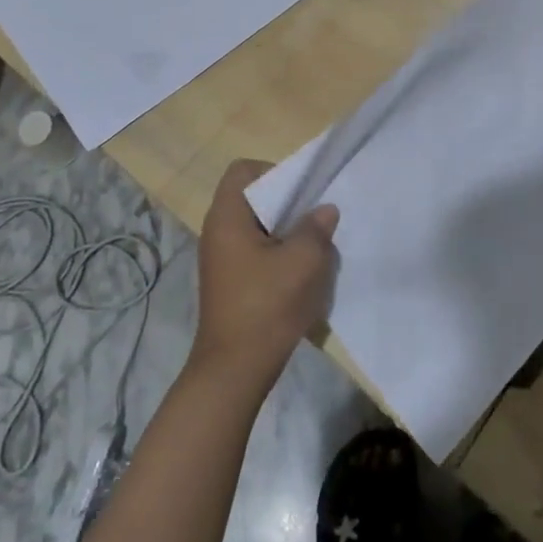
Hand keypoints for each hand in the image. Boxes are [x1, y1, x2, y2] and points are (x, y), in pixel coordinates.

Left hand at [192, 161, 339, 394]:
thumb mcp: (302, 261)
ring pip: (257, 226)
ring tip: (312, 247)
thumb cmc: (266, 306)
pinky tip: (300, 274)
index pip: (243, 170)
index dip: (273, 171)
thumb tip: (324, 211)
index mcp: (227, 216)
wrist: (234, 371)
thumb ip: (316, 228)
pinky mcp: (229, 281)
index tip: (300, 193)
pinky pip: (255, 251)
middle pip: (253, 197)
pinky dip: (277, 254)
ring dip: (285, 232)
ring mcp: (221, 258)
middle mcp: (217, 230)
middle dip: (286, 204)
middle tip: (314, 218)